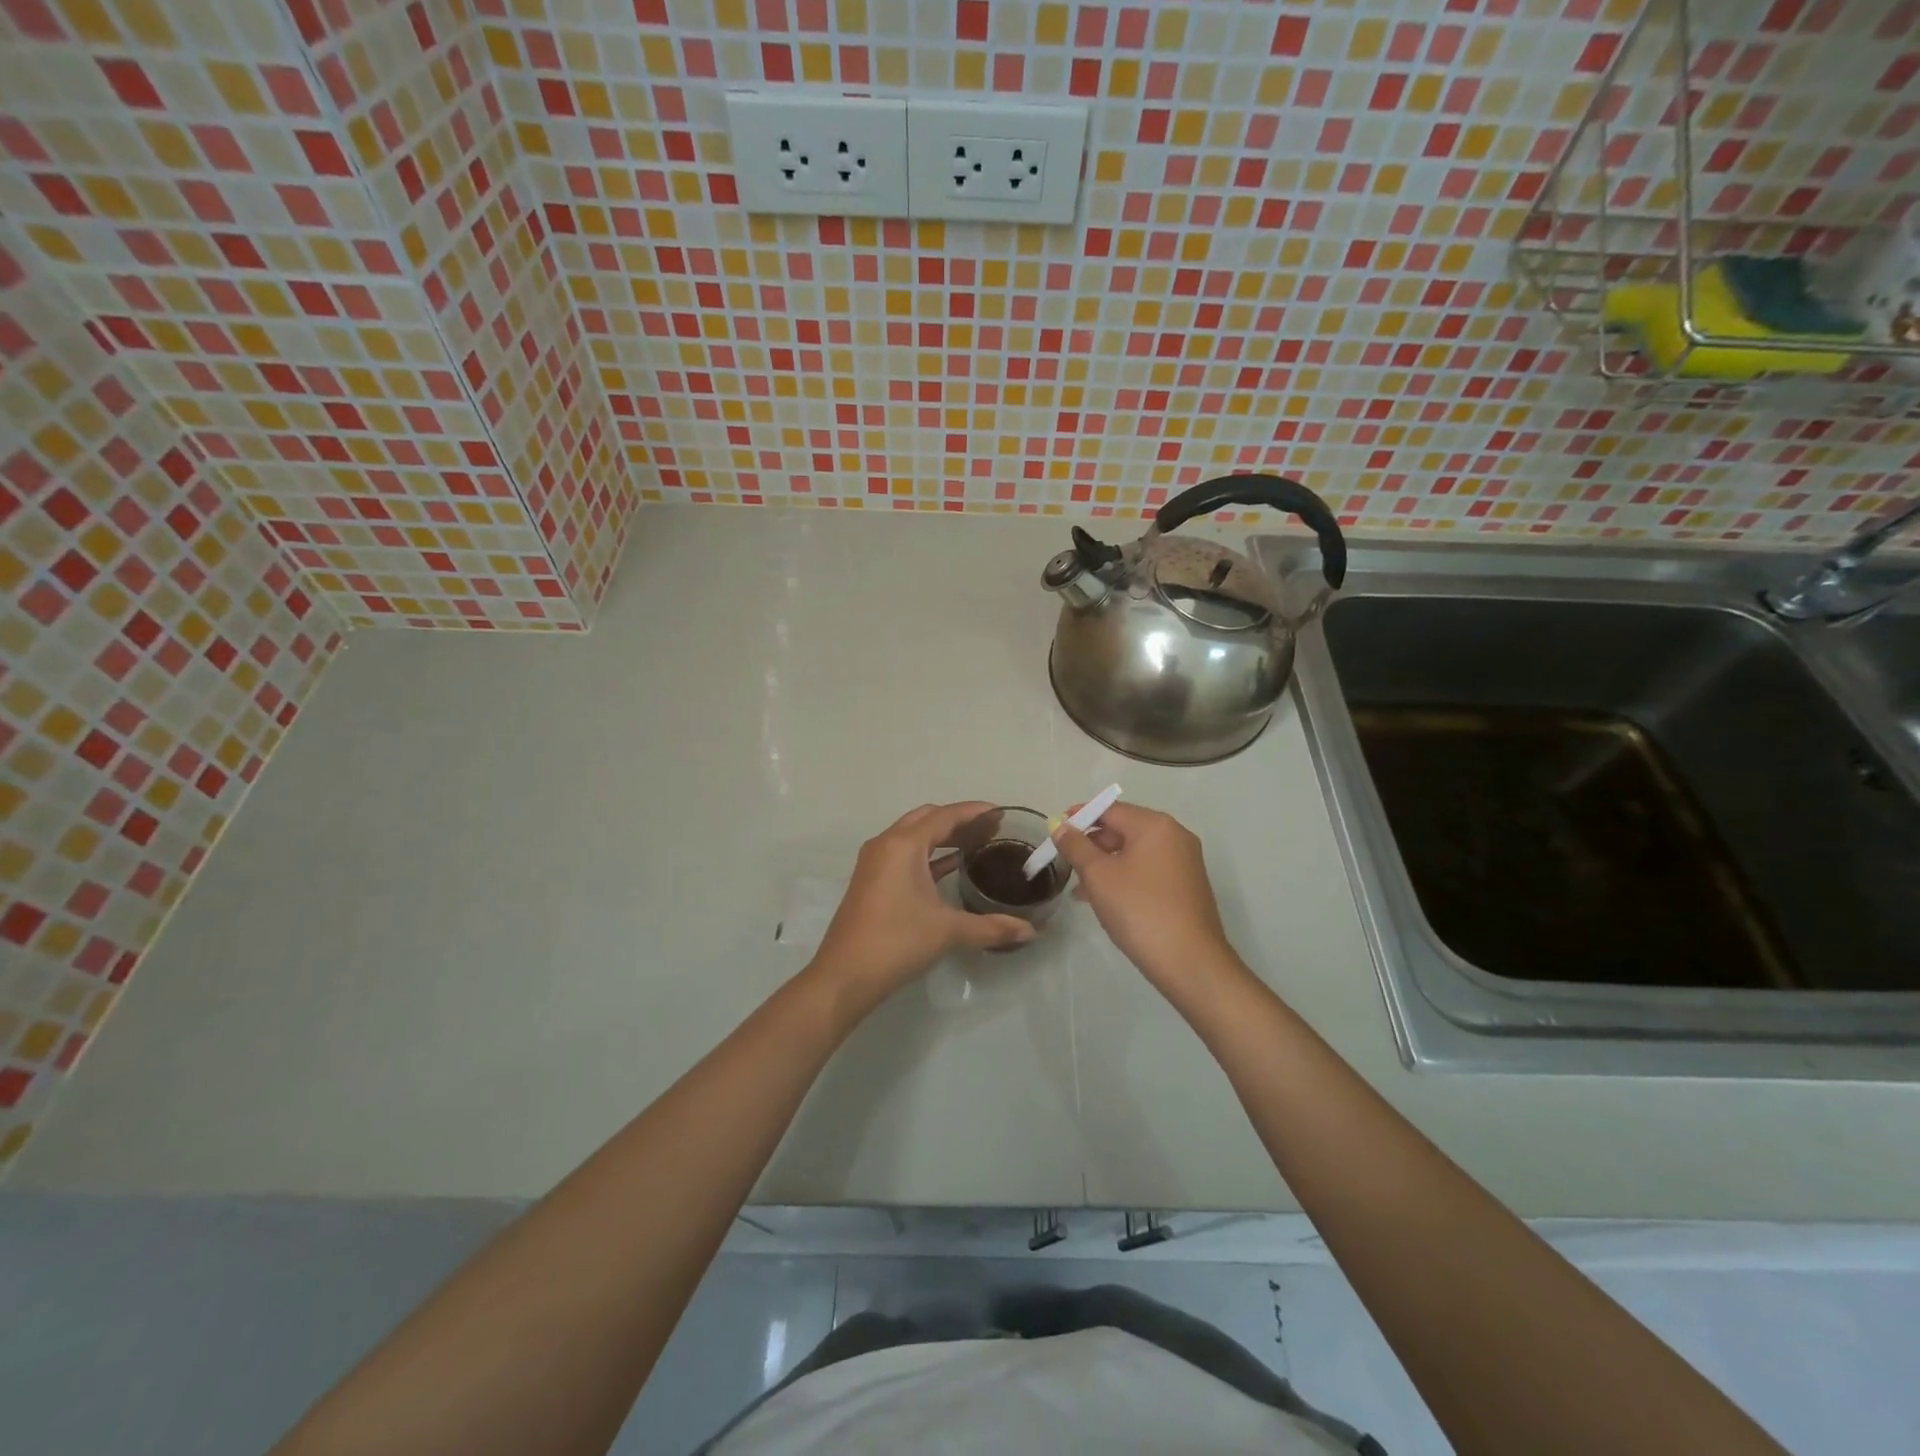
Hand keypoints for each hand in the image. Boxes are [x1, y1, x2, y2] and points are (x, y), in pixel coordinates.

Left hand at [811, 802, 1035, 1008]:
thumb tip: (1030, 931)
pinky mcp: (871, 881)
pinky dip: (928, 855)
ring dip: (942, 836)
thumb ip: (991, 927)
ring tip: (976, 845)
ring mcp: (875, 863)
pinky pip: (904, 854)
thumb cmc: (897, 942)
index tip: (1001, 813)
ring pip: (913, 836)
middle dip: (958, 820)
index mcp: (903, 845)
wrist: (844, 976)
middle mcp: (886, 844)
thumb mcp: (948, 931)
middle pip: (927, 819)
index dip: (974, 812)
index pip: (945, 816)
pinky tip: (951, 867)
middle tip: (990, 830)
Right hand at [1050, 802, 1240, 992]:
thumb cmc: (1139, 910)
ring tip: (1080, 889)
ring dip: (1105, 865)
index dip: (1079, 817)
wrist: (1190, 962)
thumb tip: (1061, 827)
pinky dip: (1124, 878)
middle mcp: (1174, 836)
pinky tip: (1105, 901)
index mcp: (1155, 825)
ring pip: (1134, 853)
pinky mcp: (1186, 886)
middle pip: (1123, 829)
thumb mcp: (1098, 876)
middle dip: (1092, 845)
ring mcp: (1184, 862)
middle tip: (1066, 864)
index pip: (1109, 809)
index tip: (1055, 831)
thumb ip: (1076, 847)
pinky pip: (1147, 871)